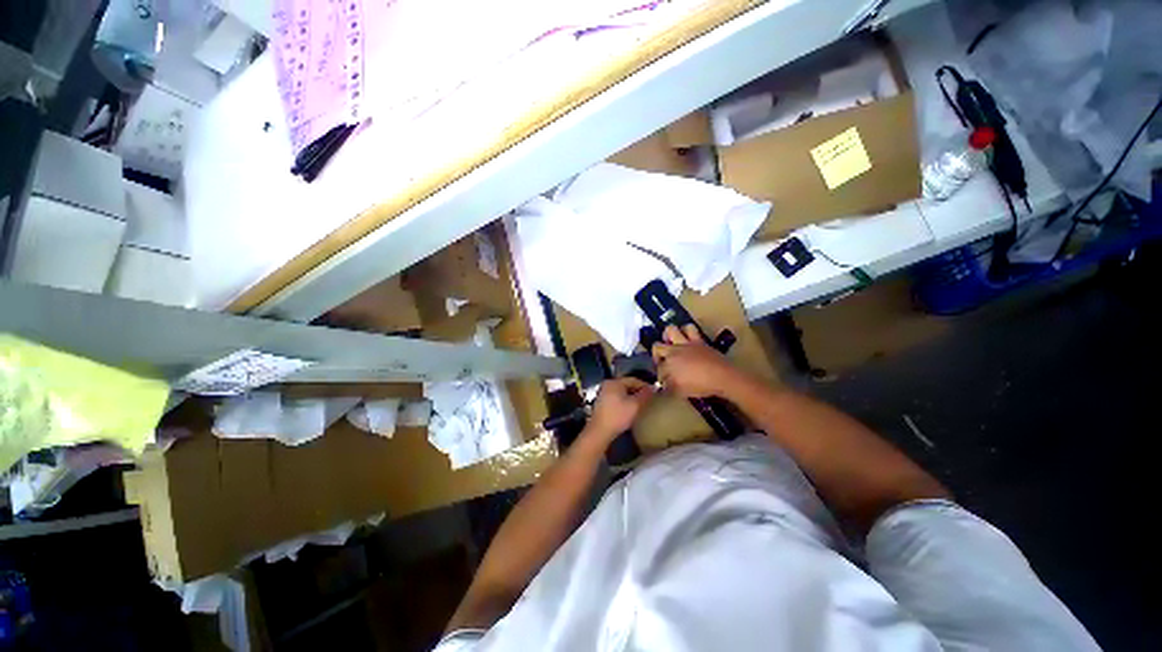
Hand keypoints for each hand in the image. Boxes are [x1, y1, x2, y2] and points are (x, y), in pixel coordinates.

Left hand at [586, 377, 656, 440]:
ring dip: (632, 398)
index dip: (645, 386)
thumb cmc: (618, 416)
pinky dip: (625, 402)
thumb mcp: (635, 405)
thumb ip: (645, 395)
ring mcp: (603, 394)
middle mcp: (607, 385)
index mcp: (614, 382)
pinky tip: (630, 410)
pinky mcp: (602, 404)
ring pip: (622, 393)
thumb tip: (653, 388)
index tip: (654, 392)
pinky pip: (617, 399)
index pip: (633, 380)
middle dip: (638, 392)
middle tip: (649, 399)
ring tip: (642, 405)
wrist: (600, 432)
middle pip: (627, 385)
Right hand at [652, 325, 740, 398]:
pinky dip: (686, 331)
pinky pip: (691, 329)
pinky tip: (688, 338)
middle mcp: (674, 351)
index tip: (663, 380)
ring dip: (669, 335)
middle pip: (657, 346)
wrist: (722, 376)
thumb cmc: (700, 385)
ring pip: (672, 330)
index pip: (658, 368)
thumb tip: (662, 385)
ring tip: (672, 342)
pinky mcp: (699, 340)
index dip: (659, 374)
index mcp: (668, 364)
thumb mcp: (680, 391)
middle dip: (656, 354)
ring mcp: (686, 343)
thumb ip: (669, 387)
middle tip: (662, 360)